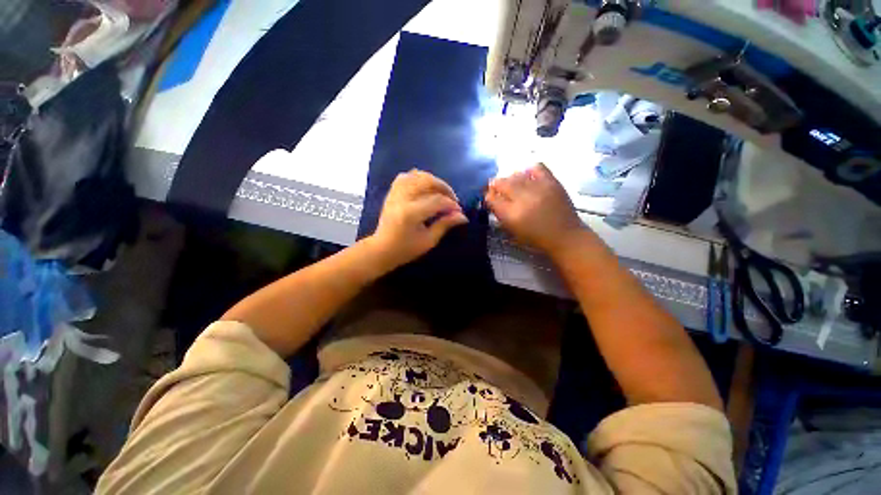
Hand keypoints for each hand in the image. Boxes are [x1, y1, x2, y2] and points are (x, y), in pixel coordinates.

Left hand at [368, 169, 467, 269]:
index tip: (459, 211)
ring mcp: (395, 193)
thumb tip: (462, 216)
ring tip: (441, 192)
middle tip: (453, 200)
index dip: (451, 204)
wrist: (381, 250)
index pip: (437, 201)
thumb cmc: (406, 249)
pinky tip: (425, 187)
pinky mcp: (392, 193)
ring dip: (433, 181)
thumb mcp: (429, 241)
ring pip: (417, 175)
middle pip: (428, 181)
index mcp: (411, 213)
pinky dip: (418, 178)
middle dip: (444, 188)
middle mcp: (402, 198)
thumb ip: (445, 224)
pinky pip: (405, 176)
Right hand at [485, 163, 586, 255]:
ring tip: (511, 184)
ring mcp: (538, 188)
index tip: (489, 196)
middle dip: (495, 185)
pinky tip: (527, 176)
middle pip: (502, 183)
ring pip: (516, 175)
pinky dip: (529, 170)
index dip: (488, 196)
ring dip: (510, 178)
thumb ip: (500, 214)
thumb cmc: (535, 238)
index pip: (491, 198)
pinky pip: (537, 167)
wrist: (564, 236)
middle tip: (496, 187)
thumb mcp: (512, 230)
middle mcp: (522, 199)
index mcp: (511, 214)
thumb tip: (493, 199)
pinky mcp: (551, 182)